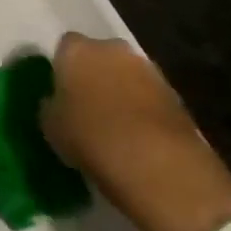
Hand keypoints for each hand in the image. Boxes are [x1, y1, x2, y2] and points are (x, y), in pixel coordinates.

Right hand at [41, 32, 230, 230]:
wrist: (171, 181)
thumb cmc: (100, 148)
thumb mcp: (53, 130)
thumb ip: (51, 109)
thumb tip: (56, 105)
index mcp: (81, 52)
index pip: (63, 49)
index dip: (59, 72)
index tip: (57, 98)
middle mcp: (118, 52)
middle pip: (96, 59)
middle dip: (90, 79)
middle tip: (81, 112)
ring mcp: (153, 75)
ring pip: (123, 78)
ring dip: (117, 96)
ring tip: (110, 132)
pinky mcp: (179, 102)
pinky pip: (147, 100)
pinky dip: (140, 115)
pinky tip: (135, 143)